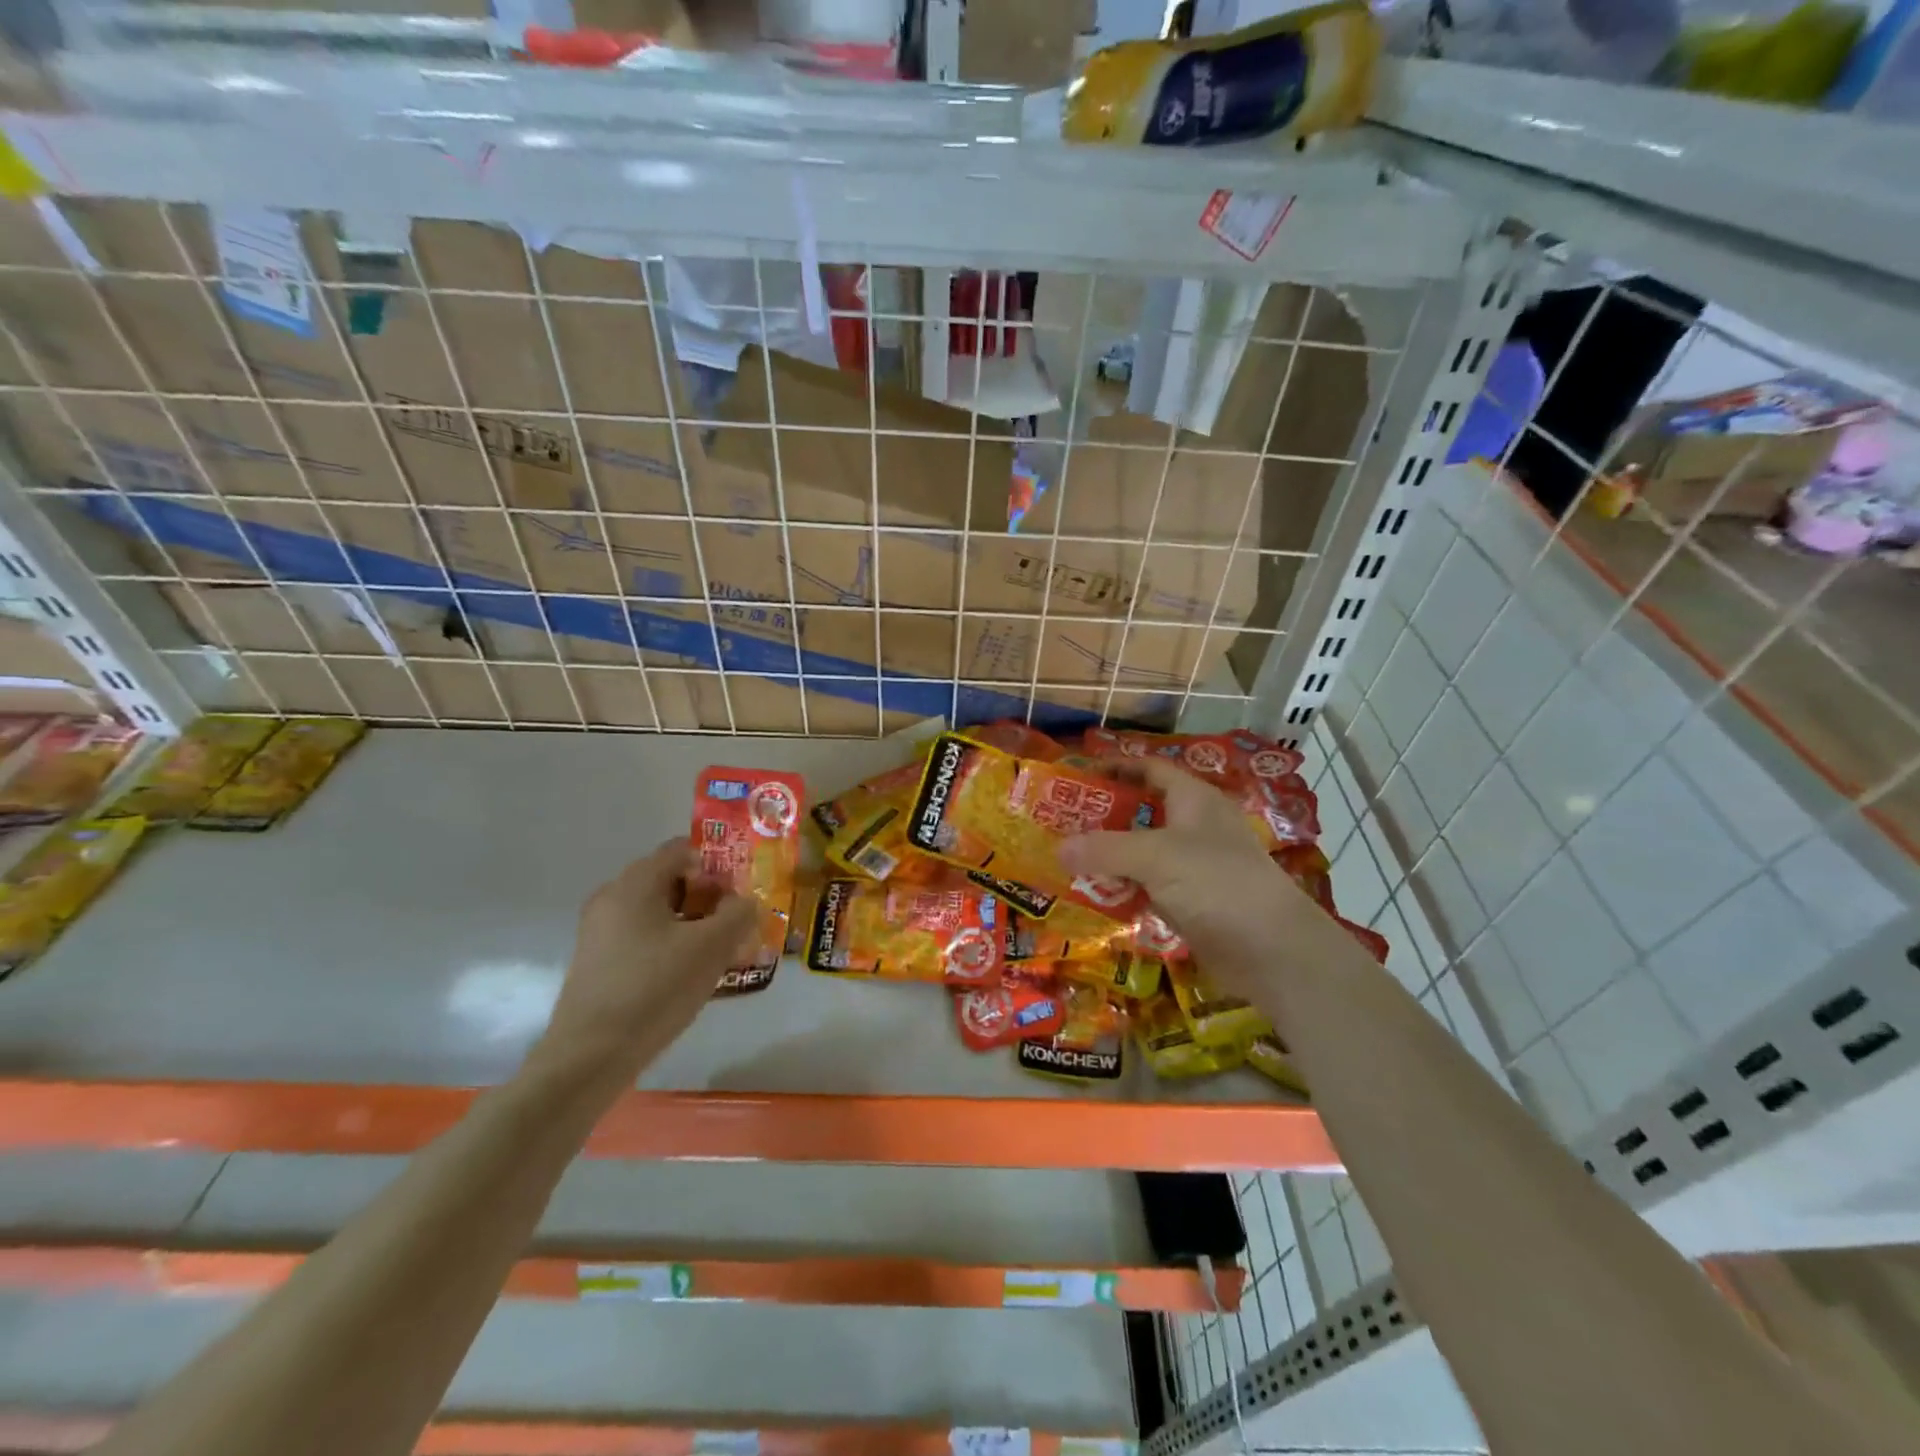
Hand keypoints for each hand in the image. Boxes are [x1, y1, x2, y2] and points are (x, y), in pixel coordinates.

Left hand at [534, 839, 758, 1085]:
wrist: (590, 1057)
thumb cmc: (655, 988)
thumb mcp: (712, 946)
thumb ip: (738, 914)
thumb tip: (745, 903)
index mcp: (636, 882)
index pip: (683, 850)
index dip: (718, 864)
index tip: (742, 893)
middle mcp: (612, 897)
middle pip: (671, 881)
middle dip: (710, 898)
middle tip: (738, 924)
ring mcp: (600, 932)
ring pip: (659, 913)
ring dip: (694, 925)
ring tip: (723, 953)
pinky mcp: (598, 962)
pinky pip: (644, 939)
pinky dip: (672, 946)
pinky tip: (692, 975)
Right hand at [1061, 759, 1336, 1006]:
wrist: (1273, 950)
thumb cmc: (1216, 883)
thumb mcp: (1155, 857)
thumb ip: (1104, 849)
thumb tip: (1058, 849)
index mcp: (1194, 799)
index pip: (1150, 769)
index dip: (1116, 767)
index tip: (1077, 775)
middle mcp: (1195, 827)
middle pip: (1142, 811)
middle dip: (1104, 816)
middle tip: (1061, 823)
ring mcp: (1195, 866)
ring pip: (1143, 853)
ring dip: (1110, 856)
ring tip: (1067, 859)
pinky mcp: (1193, 902)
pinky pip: (1149, 887)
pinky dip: (1124, 888)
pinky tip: (1095, 896)